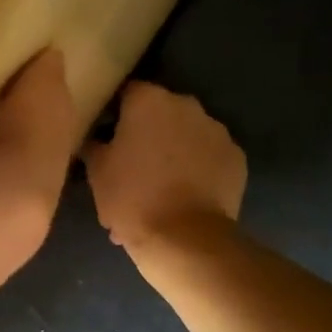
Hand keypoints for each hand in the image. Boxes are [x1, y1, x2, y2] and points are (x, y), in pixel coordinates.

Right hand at [84, 82, 245, 249]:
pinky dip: (200, 169)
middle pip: (161, 112)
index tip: (108, 137)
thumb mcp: (97, 172)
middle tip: (133, 166)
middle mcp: (186, 105)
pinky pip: (210, 156)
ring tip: (162, 187)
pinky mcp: (236, 157)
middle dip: (148, 133)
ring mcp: (216, 130)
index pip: (127, 93)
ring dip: (175, 150)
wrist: (184, 238)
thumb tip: (96, 139)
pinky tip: (187, 195)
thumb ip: (95, 145)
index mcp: (148, 101)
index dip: (116, 114)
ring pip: (187, 134)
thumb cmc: (132, 198)